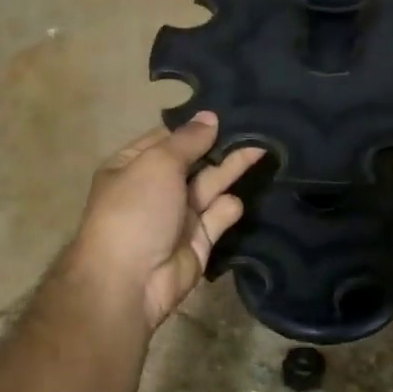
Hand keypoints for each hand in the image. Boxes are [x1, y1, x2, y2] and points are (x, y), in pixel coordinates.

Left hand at [65, 113, 264, 330]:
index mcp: (132, 166)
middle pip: (193, 162)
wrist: (129, 281)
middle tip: (257, 125)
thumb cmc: (136, 210)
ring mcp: (176, 217)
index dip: (195, 127)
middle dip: (220, 146)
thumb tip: (209, 116)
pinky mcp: (197, 243)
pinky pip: (217, 218)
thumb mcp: (158, 164)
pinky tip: (237, 198)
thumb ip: (188, 141)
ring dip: (231, 169)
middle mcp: (154, 189)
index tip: (228, 110)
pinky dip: (228, 208)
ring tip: (263, 147)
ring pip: (209, 187)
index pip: (167, 138)